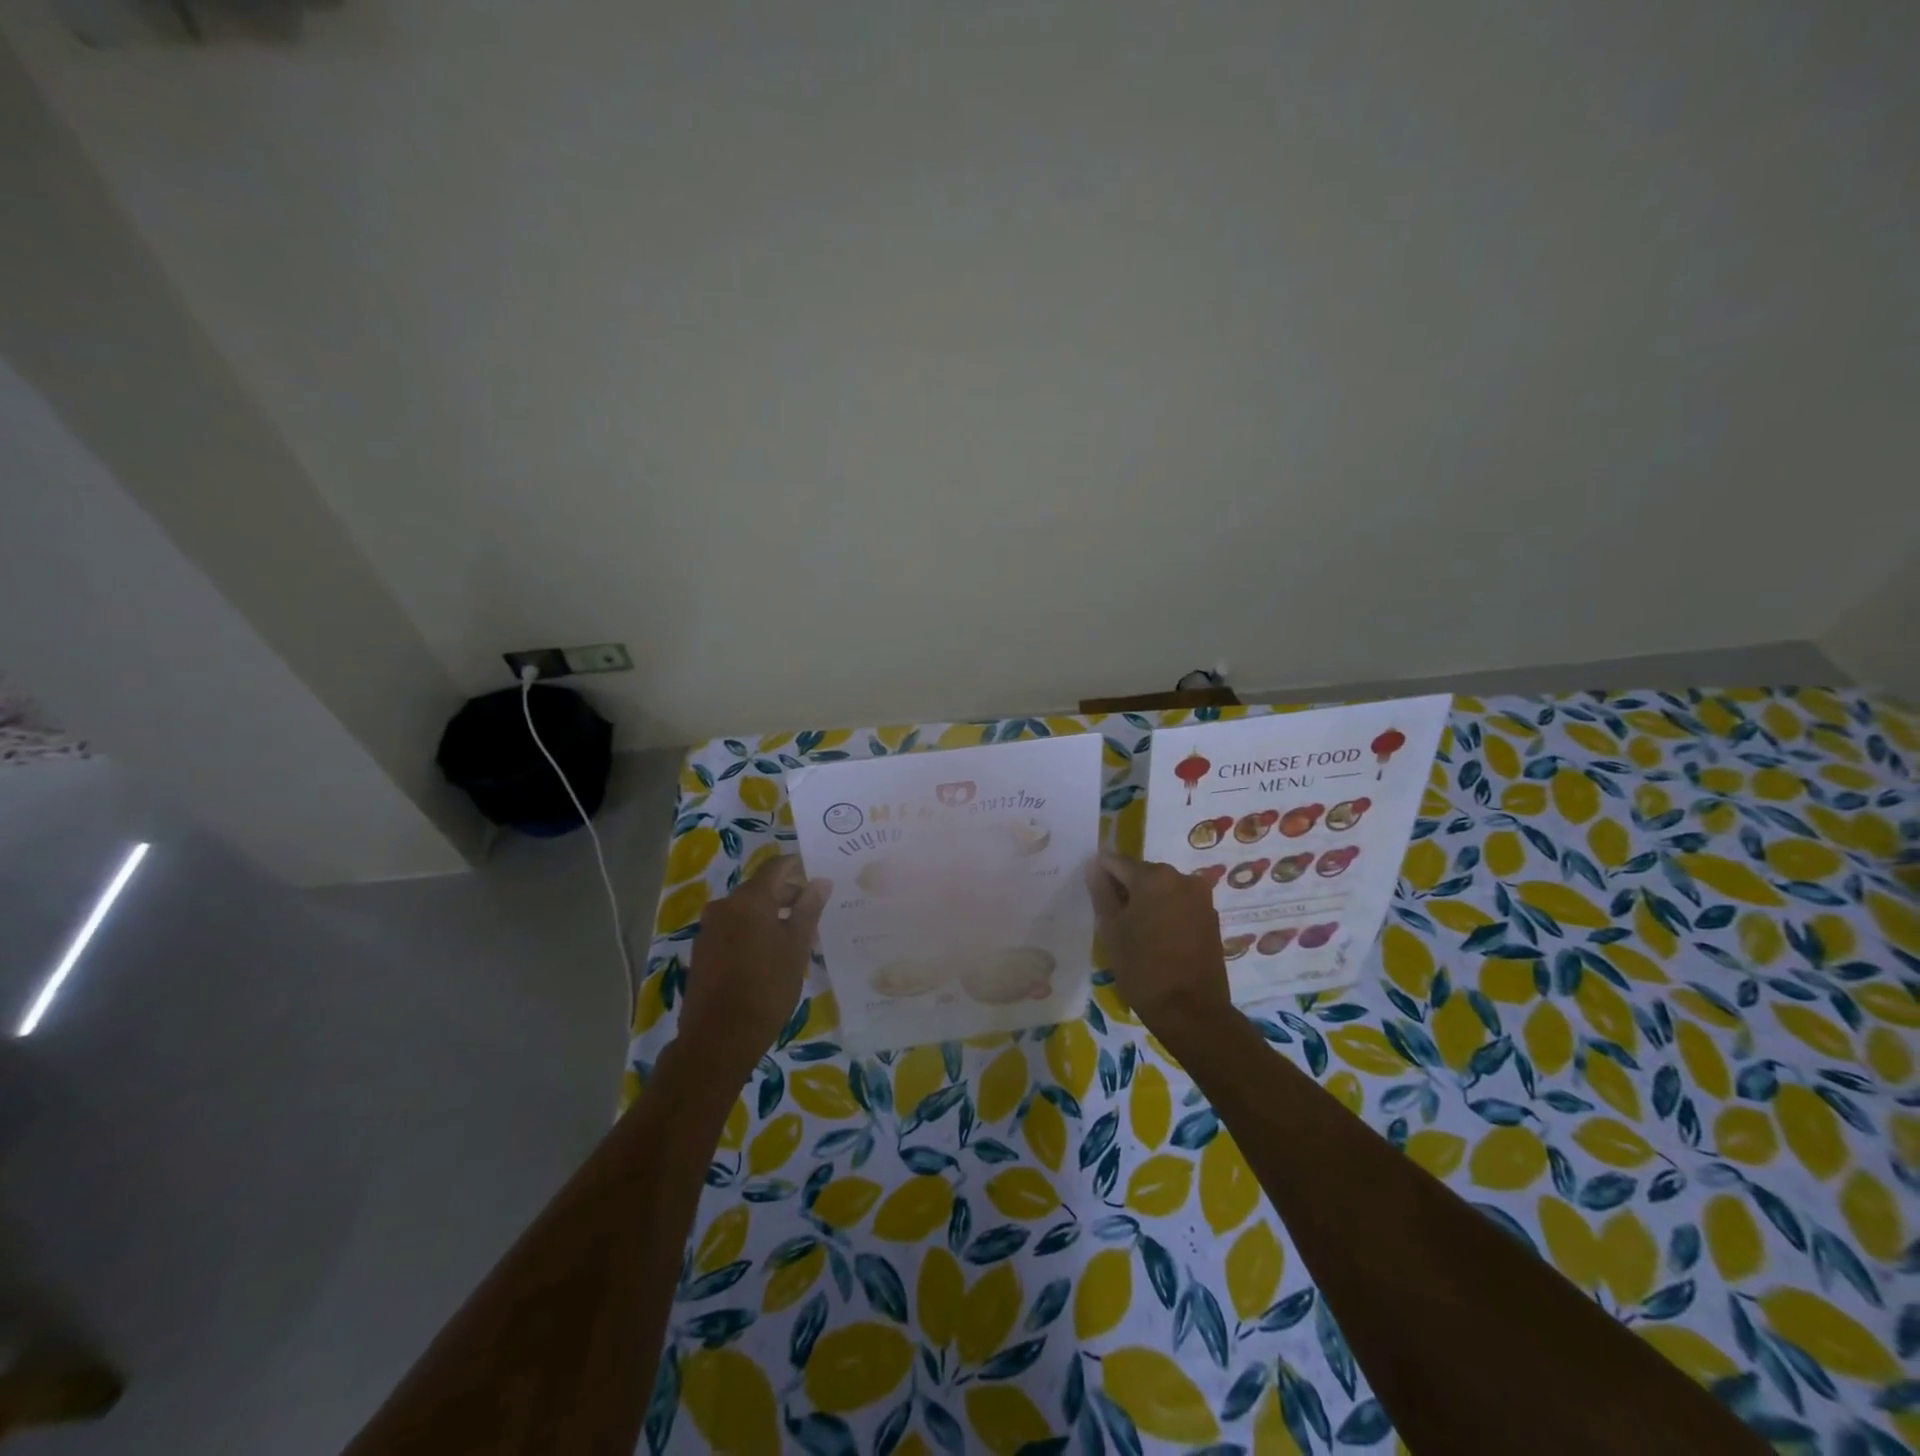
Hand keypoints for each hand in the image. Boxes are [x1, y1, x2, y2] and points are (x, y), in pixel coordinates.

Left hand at [681, 856, 831, 1076]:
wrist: (719, 1038)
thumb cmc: (767, 987)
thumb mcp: (797, 946)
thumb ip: (809, 909)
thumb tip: (820, 881)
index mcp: (749, 899)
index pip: (776, 866)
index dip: (797, 866)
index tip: (817, 876)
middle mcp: (725, 905)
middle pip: (761, 888)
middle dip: (788, 895)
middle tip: (814, 913)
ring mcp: (710, 928)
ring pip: (747, 910)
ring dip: (771, 915)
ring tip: (796, 937)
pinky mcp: (703, 950)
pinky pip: (734, 928)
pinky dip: (754, 931)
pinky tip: (770, 955)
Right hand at [1086, 854, 1232, 1039]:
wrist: (1191, 1011)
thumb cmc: (1143, 968)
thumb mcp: (1112, 930)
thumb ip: (1102, 893)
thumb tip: (1095, 867)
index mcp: (1154, 876)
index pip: (1116, 862)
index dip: (1101, 876)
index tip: (1094, 897)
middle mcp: (1182, 877)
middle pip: (1142, 873)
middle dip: (1126, 890)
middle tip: (1114, 919)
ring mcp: (1201, 897)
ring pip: (1162, 890)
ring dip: (1147, 902)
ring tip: (1136, 933)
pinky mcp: (1211, 917)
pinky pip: (1180, 905)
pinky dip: (1166, 914)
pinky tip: (1158, 940)